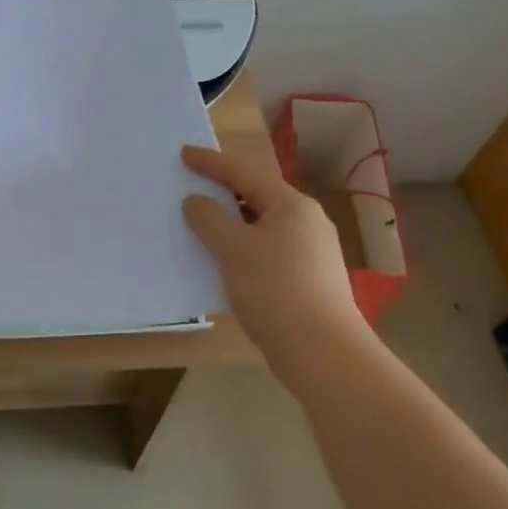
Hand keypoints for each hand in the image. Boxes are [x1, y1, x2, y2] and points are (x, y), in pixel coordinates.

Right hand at [181, 145, 361, 385]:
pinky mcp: (310, 279)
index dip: (211, 162)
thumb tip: (197, 201)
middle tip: (192, 185)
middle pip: (257, 194)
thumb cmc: (275, 290)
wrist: (324, 354)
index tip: (184, 154)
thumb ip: (209, 218)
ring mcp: (312, 251)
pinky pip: (268, 248)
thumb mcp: (232, 249)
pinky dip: (244, 246)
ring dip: (232, 221)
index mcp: (290, 204)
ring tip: (202, 223)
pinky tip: (226, 261)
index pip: (244, 171)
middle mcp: (306, 221)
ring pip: (263, 224)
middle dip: (223, 190)